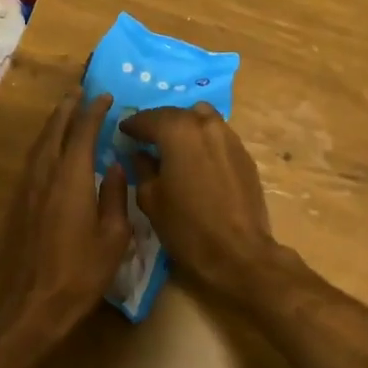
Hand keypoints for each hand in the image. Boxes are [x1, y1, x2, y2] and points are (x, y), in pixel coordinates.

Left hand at [0, 90, 131, 347]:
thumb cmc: (80, 273)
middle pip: (55, 129)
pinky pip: (32, 159)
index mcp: (72, 177)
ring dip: (54, 123)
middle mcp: (45, 172)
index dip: (95, 111)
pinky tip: (51, 149)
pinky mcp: (17, 202)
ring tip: (66, 111)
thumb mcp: (114, 237)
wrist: (30, 305)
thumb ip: (116, 196)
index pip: (83, 131)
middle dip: (68, 107)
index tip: (106, 96)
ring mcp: (27, 187)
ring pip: (40, 142)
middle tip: (80, 91)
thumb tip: (117, 167)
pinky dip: (45, 143)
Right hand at [120, 104, 277, 299]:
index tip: (123, 131)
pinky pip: (217, 134)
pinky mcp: (244, 153)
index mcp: (178, 131)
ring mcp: (229, 136)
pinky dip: (203, 139)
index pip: (148, 118)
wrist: (238, 253)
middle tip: (145, 138)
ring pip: (201, 118)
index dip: (132, 125)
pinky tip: (197, 158)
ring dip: (184, 126)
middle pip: (176, 114)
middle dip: (158, 123)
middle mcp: (205, 124)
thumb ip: (142, 168)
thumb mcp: (150, 199)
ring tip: (173, 145)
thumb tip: (141, 154)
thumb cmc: (186, 227)